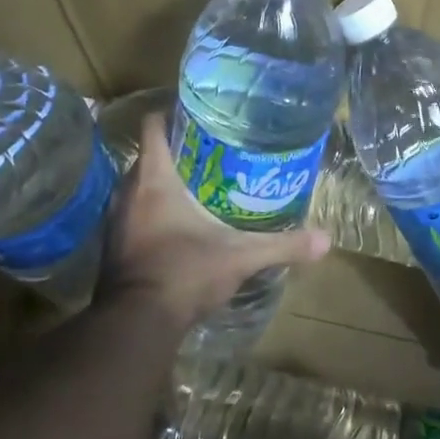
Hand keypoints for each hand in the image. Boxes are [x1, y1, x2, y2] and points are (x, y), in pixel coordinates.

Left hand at [104, 113, 329, 329]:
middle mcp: (128, 191)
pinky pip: (132, 211)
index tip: (196, 113)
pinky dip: (150, 209)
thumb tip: (326, 240)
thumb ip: (282, 245)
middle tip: (211, 151)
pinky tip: (176, 222)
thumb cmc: (186, 273)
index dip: (170, 114)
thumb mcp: (241, 257)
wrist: (137, 325)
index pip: (153, 126)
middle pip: (148, 155)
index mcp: (155, 179)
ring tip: (197, 183)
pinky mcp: (113, 244)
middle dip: (175, 150)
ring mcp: (116, 219)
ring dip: (161, 181)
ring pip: (138, 184)